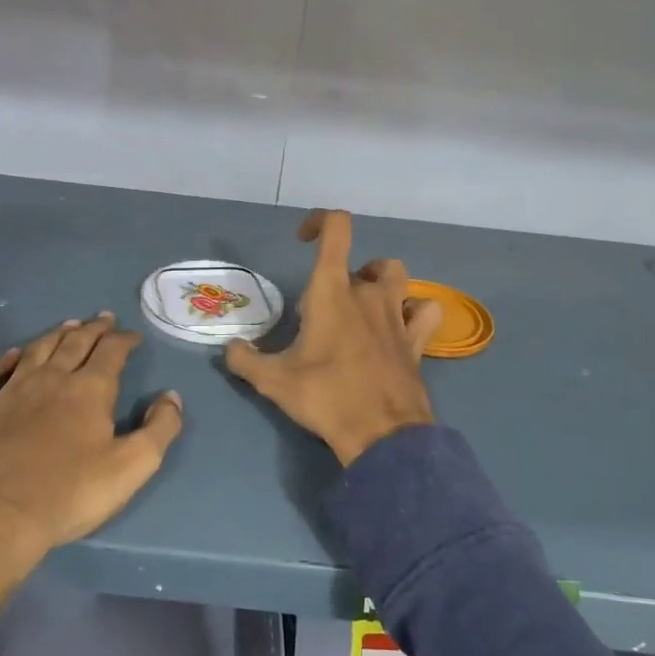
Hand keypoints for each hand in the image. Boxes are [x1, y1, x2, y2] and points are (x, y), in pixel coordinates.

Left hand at [0, 313, 183, 655]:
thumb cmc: (70, 494)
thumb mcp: (133, 466)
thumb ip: (160, 428)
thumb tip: (171, 396)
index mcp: (89, 390)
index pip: (111, 351)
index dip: (124, 339)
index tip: (133, 335)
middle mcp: (49, 379)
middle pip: (74, 343)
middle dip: (92, 329)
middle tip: (102, 319)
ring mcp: (7, 393)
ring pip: (34, 351)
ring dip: (53, 335)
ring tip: (66, 327)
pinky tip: (4, 360)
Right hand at [224, 210, 440, 465]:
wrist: (381, 434)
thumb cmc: (325, 397)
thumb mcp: (274, 381)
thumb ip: (245, 360)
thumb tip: (230, 349)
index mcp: (332, 291)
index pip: (336, 229)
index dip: (320, 222)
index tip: (303, 240)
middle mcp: (368, 293)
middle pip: (360, 262)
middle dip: (340, 277)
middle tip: (323, 311)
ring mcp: (397, 314)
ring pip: (395, 275)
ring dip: (378, 282)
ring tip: (362, 307)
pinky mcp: (417, 339)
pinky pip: (424, 310)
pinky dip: (414, 310)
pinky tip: (400, 325)